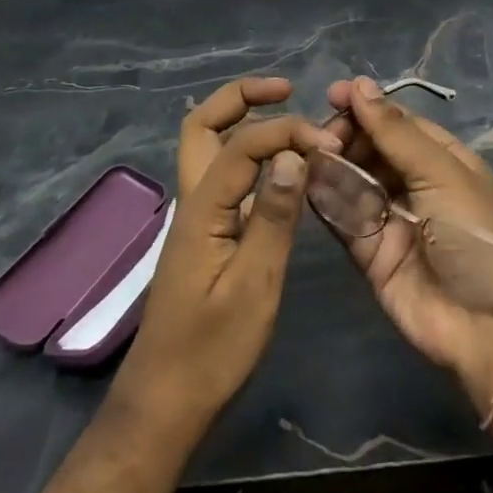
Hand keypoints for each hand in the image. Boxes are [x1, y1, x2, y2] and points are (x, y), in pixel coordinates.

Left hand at [112, 77, 340, 431]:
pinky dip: (251, 157)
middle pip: (202, 125)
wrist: (165, 403)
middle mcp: (193, 200)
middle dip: (241, 96)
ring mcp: (196, 217)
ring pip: (209, 148)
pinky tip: (282, 169)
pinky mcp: (206, 235)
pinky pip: (225, 177)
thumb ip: (275, 216)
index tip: (327, 144)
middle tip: (285, 89)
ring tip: (287, 116)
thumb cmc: (211, 350)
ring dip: (243, 121)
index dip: (286, 132)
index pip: (243, 144)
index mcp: (202, 208)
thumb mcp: (253, 285)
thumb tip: (293, 154)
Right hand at [322, 76, 492, 406]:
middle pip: (370, 148)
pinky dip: (326, 199)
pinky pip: (344, 218)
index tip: (333, 94)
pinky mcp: (370, 252)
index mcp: (440, 158)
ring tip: (309, 152)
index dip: (366, 106)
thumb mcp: (440, 173)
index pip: (397, 121)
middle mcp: (414, 183)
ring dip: (332, 164)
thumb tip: (360, 84)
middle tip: (322, 134)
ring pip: (353, 180)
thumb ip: (395, 132)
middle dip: (345, 135)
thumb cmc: (475, 234)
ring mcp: (391, 217)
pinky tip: (307, 181)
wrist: (489, 326)